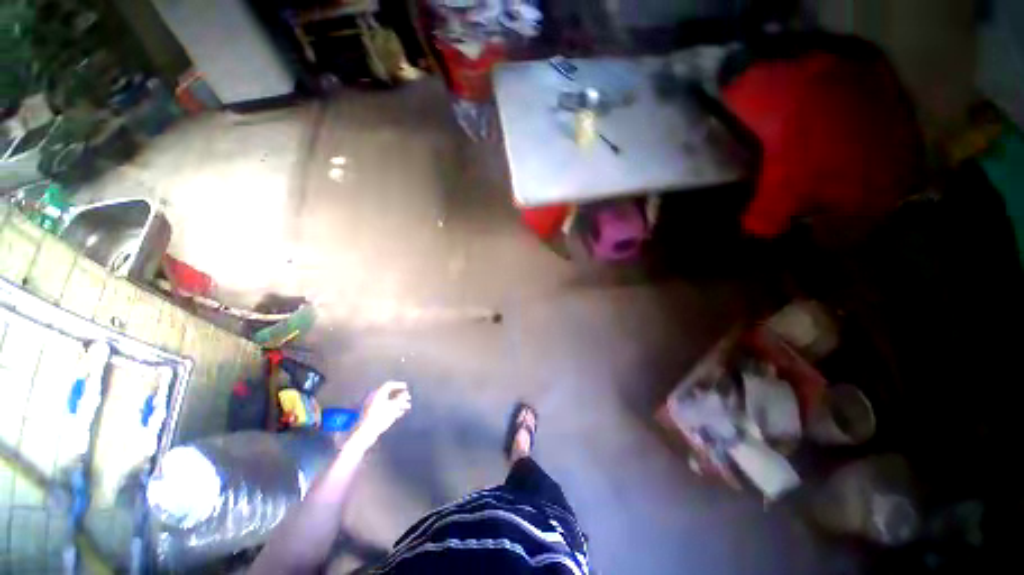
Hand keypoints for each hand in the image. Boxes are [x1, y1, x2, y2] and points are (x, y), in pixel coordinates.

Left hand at [350, 381, 411, 449]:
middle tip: (408, 398)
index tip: (406, 387)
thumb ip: (401, 399)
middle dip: (399, 396)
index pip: (389, 385)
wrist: (364, 434)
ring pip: (386, 402)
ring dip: (397, 404)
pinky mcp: (368, 415)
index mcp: (377, 393)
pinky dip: (391, 409)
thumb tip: (405, 393)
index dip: (399, 385)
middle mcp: (372, 397)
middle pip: (388, 394)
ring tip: (407, 407)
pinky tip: (399, 414)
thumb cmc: (380, 418)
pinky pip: (382, 409)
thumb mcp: (393, 407)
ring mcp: (369, 407)